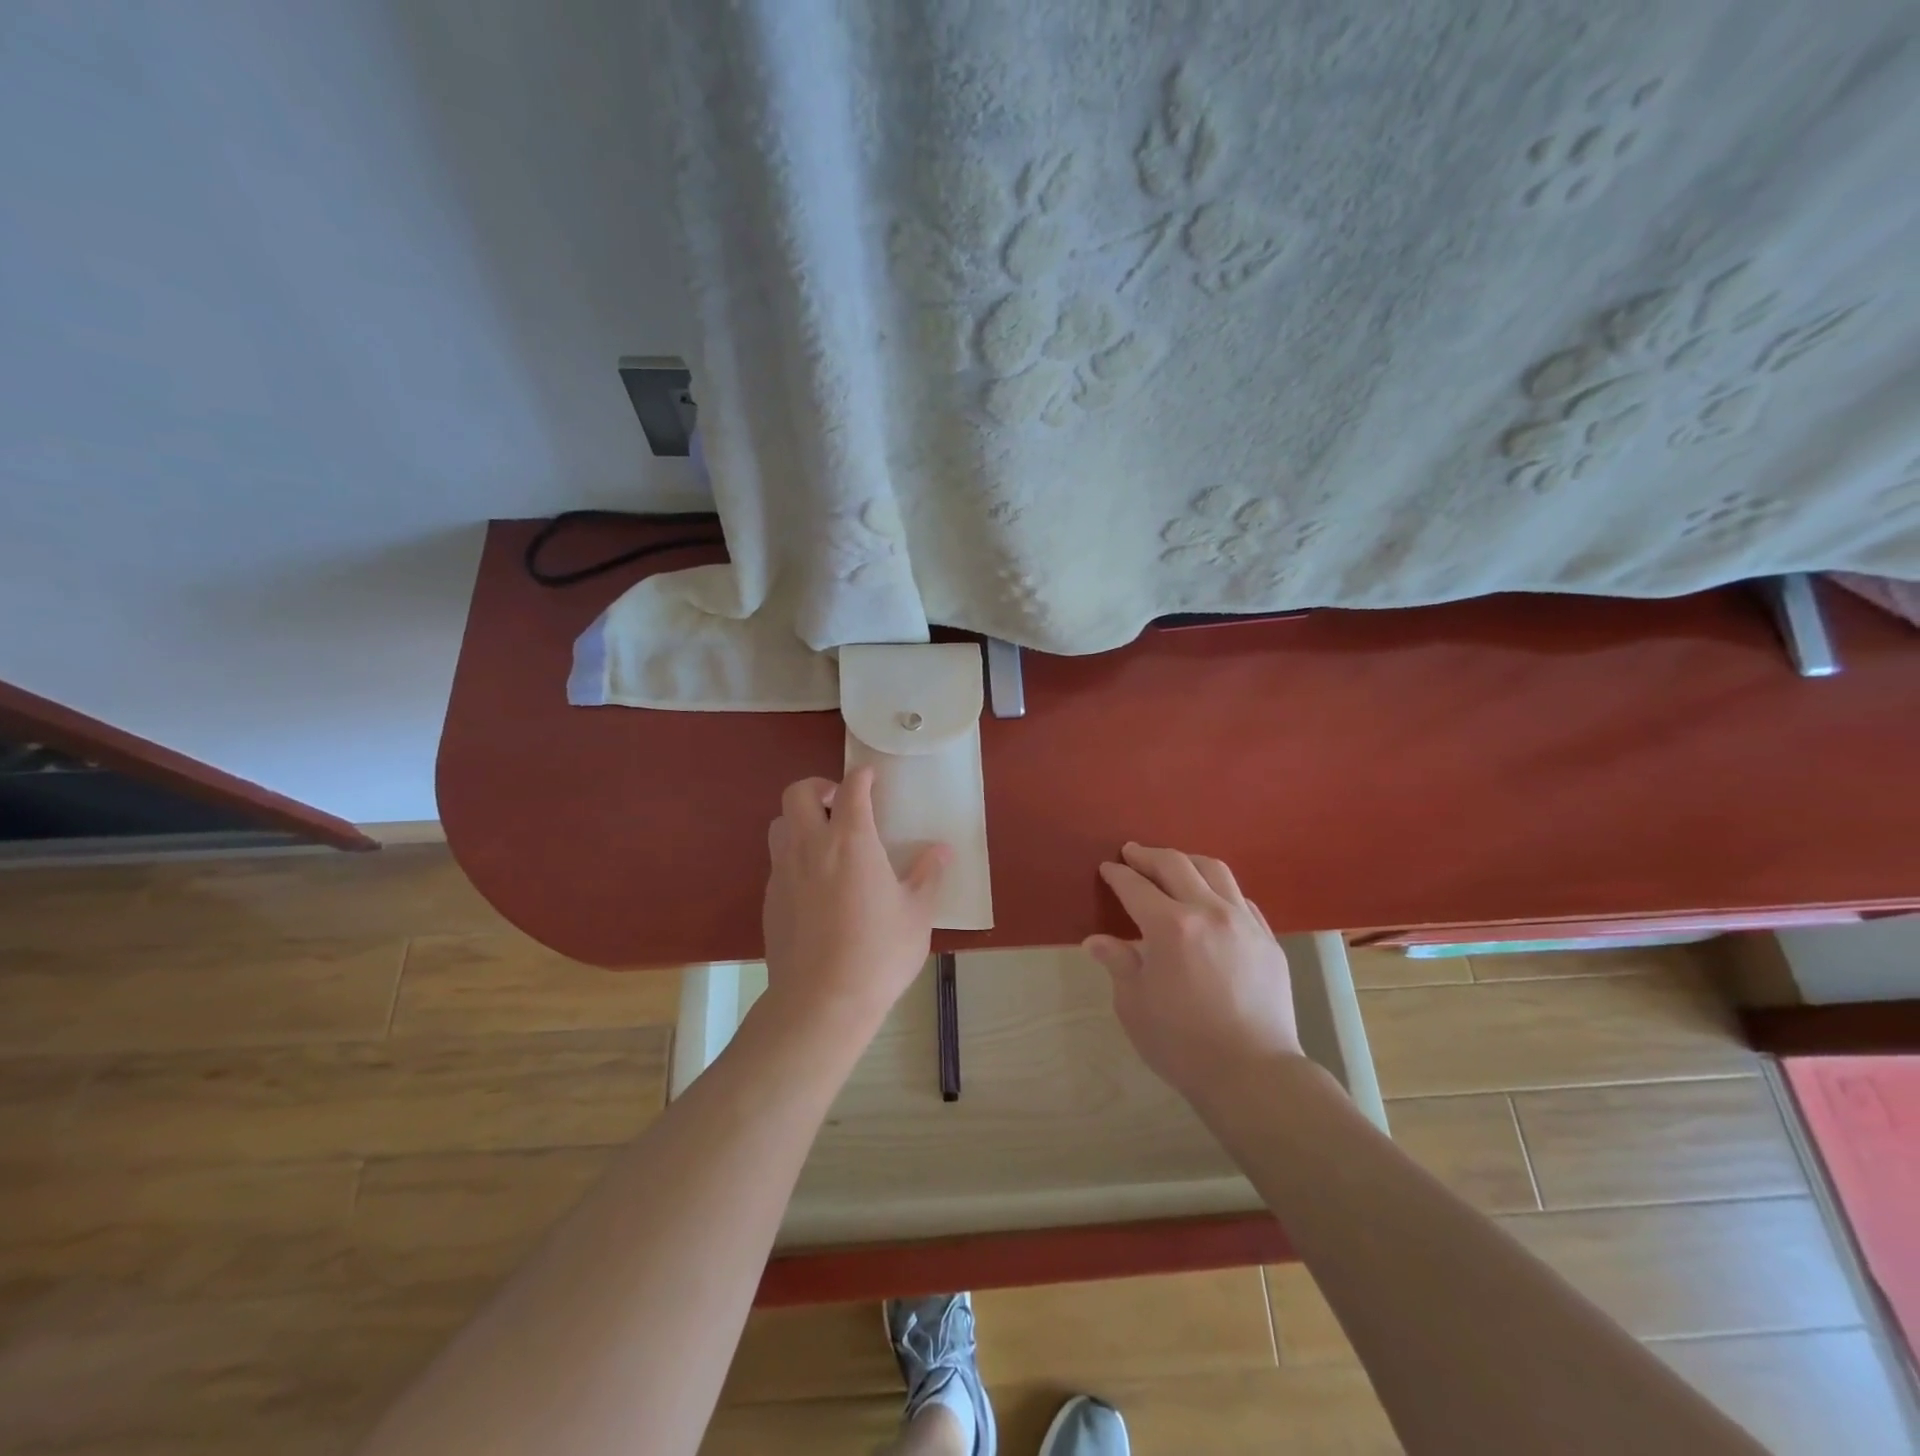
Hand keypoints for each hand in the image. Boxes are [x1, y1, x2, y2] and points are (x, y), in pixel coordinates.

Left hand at [761, 768, 948, 1036]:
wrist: (821, 1002)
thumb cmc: (878, 954)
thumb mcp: (916, 915)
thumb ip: (927, 875)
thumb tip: (941, 850)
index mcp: (851, 841)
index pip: (852, 789)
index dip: (862, 776)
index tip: (871, 777)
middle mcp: (811, 846)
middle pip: (798, 793)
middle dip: (819, 786)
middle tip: (840, 802)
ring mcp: (784, 872)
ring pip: (780, 823)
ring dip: (800, 819)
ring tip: (824, 839)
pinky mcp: (770, 898)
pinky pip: (777, 860)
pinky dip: (794, 854)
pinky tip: (815, 883)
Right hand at [1084, 844, 1302, 1098]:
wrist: (1253, 1074)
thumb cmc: (1182, 1044)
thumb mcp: (1134, 1005)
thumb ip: (1118, 964)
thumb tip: (1097, 941)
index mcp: (1170, 927)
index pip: (1136, 887)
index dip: (1118, 875)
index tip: (1107, 869)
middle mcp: (1208, 912)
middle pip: (1176, 865)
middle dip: (1149, 855)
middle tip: (1133, 853)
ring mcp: (1244, 922)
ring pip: (1215, 871)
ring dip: (1188, 861)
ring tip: (1173, 864)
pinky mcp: (1267, 939)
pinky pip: (1241, 899)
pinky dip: (1219, 889)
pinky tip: (1212, 899)